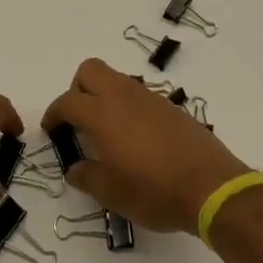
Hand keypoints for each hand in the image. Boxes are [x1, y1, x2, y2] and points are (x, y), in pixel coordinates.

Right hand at [41, 58, 251, 233]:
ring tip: (106, 132)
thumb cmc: (154, 191)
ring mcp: (150, 98)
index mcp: (103, 114)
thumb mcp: (111, 193)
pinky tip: (135, 138)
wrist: (211, 187)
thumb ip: (86, 176)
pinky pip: (139, 94)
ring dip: (104, 96)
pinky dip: (128, 107)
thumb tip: (74, 168)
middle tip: (78, 121)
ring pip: (116, 79)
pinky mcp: (170, 107)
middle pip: (90, 70)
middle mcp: (124, 96)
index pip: (68, 101)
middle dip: (77, 89)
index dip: (54, 114)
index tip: (52, 131)